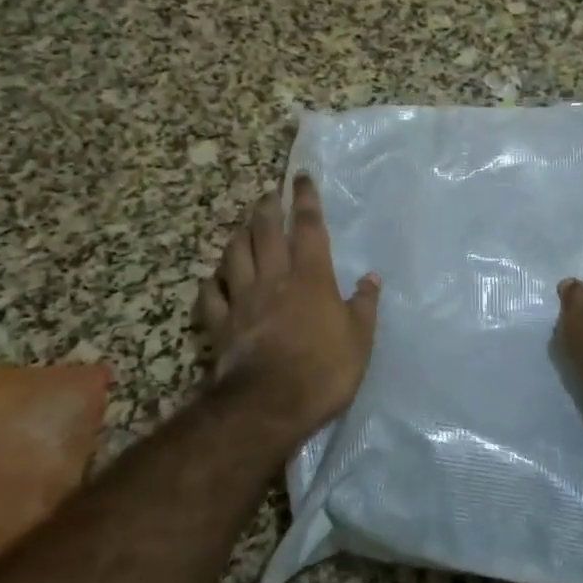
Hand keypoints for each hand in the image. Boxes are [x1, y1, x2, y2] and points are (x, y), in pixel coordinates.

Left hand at [196, 174, 380, 434]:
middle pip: (265, 231)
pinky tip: (214, 278)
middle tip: (269, 194)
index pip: (307, 226)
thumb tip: (371, 277)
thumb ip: (364, 305)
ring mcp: (242, 300)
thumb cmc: (324, 370)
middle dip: (267, 207)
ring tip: (243, 227)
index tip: (301, 178)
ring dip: (239, 236)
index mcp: (310, 276)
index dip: (305, 199)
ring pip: (234, 255)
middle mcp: (273, 278)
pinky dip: (211, 282)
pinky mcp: (220, 324)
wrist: (269, 404)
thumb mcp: (360, 339)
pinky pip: (210, 295)